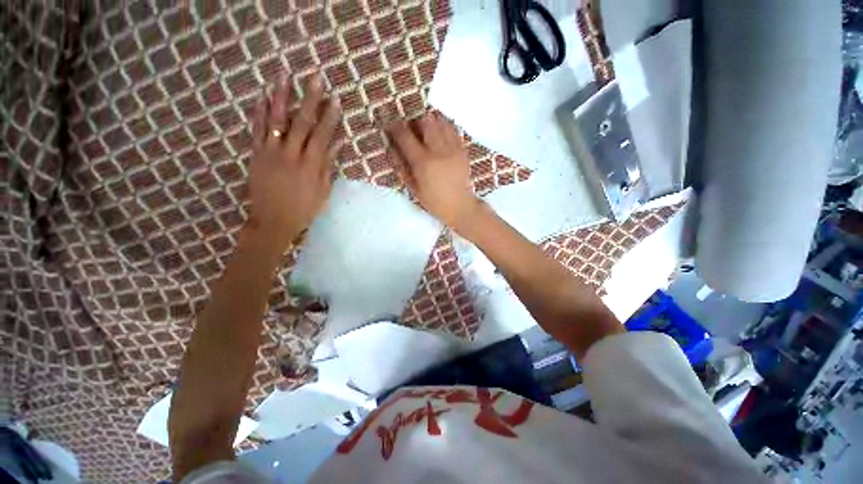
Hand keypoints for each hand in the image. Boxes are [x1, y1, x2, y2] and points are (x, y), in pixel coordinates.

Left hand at [246, 75, 340, 253]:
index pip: (322, 135)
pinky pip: (257, 129)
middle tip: (315, 78)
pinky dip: (259, 112)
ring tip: (284, 76)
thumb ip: (328, 166)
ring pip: (276, 120)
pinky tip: (262, 97)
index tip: (336, 99)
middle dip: (310, 99)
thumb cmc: (304, 209)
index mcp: (310, 165)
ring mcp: (271, 152)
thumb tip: (337, 145)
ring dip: (281, 97)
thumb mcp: (323, 191)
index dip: (330, 117)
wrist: (273, 220)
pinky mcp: (256, 154)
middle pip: (302, 122)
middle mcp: (291, 154)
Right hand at [388, 112, 480, 229]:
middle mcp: (438, 150)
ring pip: (440, 121)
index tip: (391, 127)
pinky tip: (439, 134)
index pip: (405, 136)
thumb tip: (391, 147)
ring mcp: (452, 148)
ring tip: (425, 132)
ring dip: (429, 122)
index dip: (395, 127)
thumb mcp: (413, 187)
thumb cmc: (433, 201)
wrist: (459, 205)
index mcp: (423, 162)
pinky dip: (443, 126)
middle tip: (411, 130)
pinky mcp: (462, 149)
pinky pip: (452, 129)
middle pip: (424, 121)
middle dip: (414, 121)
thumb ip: (401, 166)